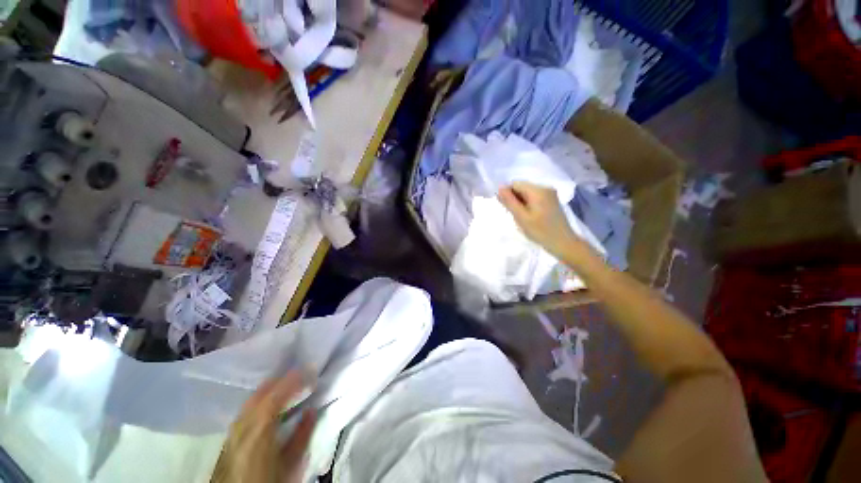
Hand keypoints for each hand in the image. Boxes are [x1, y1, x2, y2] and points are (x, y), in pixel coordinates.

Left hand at [220, 373, 315, 482]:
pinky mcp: (229, 437)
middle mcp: (243, 425)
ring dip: (271, 388)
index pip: (276, 395)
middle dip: (282, 379)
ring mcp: (233, 430)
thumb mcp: (291, 462)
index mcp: (260, 429)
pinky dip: (260, 399)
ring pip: (252, 399)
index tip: (310, 371)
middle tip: (301, 374)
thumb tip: (311, 410)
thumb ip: (302, 435)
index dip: (294, 380)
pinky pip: (246, 409)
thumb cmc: (269, 481)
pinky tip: (268, 402)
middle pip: (261, 392)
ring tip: (287, 384)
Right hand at [498, 181, 580, 258]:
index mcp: (538, 190)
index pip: (515, 184)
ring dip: (520, 203)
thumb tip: (500, 187)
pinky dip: (528, 205)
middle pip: (522, 187)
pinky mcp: (551, 200)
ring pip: (527, 193)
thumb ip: (509, 201)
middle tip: (514, 215)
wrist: (563, 243)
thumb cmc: (540, 231)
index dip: (507, 194)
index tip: (506, 208)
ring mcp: (550, 194)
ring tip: (521, 217)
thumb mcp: (521, 217)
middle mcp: (545, 187)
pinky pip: (534, 197)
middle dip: (514, 199)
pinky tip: (529, 216)